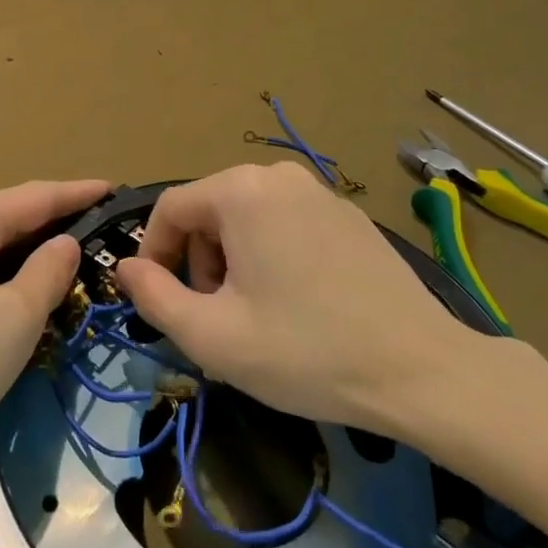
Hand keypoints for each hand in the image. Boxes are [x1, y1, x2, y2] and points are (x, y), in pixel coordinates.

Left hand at [0, 178, 109, 488]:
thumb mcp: (12, 321)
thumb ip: (47, 272)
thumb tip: (66, 241)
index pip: (40, 195)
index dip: (81, 193)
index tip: (119, 190)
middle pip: (16, 214)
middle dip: (61, 219)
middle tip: (109, 231)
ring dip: (36, 249)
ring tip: (79, 259)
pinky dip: (11, 273)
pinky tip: (27, 293)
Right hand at [117, 162, 497, 441]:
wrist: (421, 370)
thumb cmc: (305, 351)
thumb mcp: (213, 336)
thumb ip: (154, 296)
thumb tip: (126, 267)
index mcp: (240, 191)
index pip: (170, 208)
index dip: (152, 253)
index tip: (158, 298)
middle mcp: (278, 177)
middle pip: (209, 210)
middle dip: (198, 260)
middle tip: (214, 315)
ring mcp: (320, 192)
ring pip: (247, 217)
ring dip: (232, 260)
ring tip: (254, 314)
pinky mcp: (349, 215)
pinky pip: (286, 223)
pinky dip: (271, 254)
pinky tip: (296, 303)